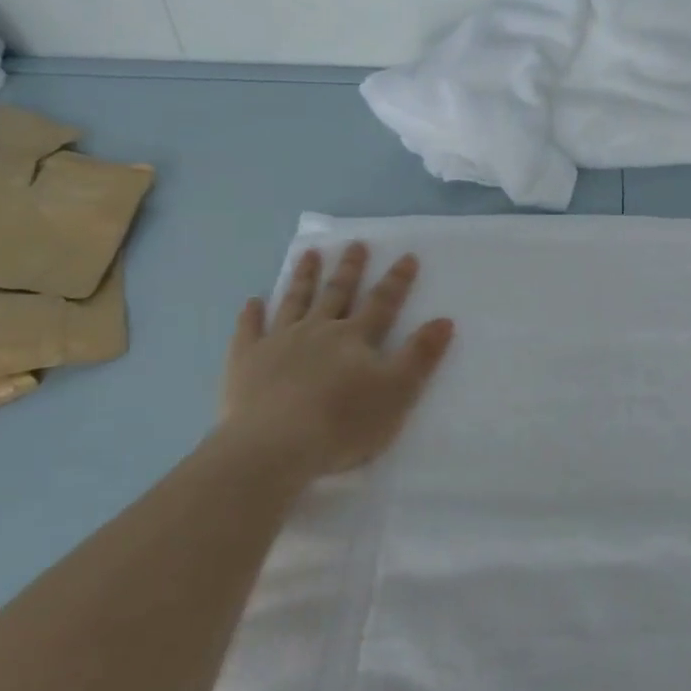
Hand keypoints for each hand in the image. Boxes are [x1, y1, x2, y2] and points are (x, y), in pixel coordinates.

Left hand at [220, 242, 455, 476]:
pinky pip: (249, 330)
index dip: (397, 281)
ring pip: (294, 301)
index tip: (407, 257)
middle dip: (349, 269)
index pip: (382, 303)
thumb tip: (444, 319)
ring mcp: (278, 342)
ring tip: (309, 255)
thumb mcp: (398, 391)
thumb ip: (420, 355)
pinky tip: (253, 302)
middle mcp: (317, 330)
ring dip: (304, 278)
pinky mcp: (246, 361)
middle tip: (355, 244)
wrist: (275, 446)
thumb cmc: (343, 422)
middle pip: (337, 293)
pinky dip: (251, 315)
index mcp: (355, 338)